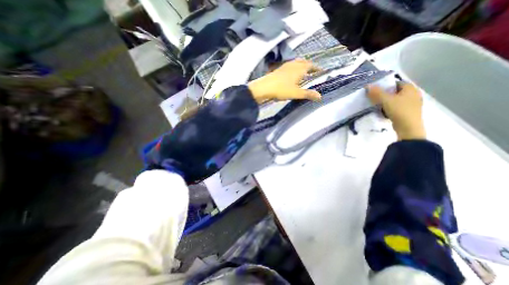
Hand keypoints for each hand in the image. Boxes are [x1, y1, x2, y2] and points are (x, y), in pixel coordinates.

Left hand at [248, 59, 320, 102]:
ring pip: (295, 62)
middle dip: (309, 65)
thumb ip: (308, 94)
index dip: (316, 68)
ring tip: (302, 71)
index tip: (320, 71)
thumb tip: (320, 96)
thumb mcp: (296, 93)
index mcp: (299, 69)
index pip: (310, 66)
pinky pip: (289, 65)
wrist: (264, 87)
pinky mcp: (278, 69)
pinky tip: (290, 73)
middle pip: (303, 62)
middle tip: (312, 70)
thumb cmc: (281, 90)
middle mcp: (293, 65)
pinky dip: (293, 67)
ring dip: (301, 65)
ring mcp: (284, 66)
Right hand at [366, 83, 426, 139]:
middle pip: (396, 91)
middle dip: (385, 94)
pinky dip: (390, 107)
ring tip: (377, 104)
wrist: (408, 127)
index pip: (396, 83)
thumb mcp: (386, 100)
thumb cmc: (399, 110)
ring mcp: (412, 103)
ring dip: (387, 101)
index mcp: (410, 88)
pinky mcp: (408, 112)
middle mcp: (413, 94)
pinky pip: (397, 106)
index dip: (385, 85)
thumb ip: (377, 93)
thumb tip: (368, 85)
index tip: (375, 89)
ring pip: (396, 99)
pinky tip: (383, 111)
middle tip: (374, 97)